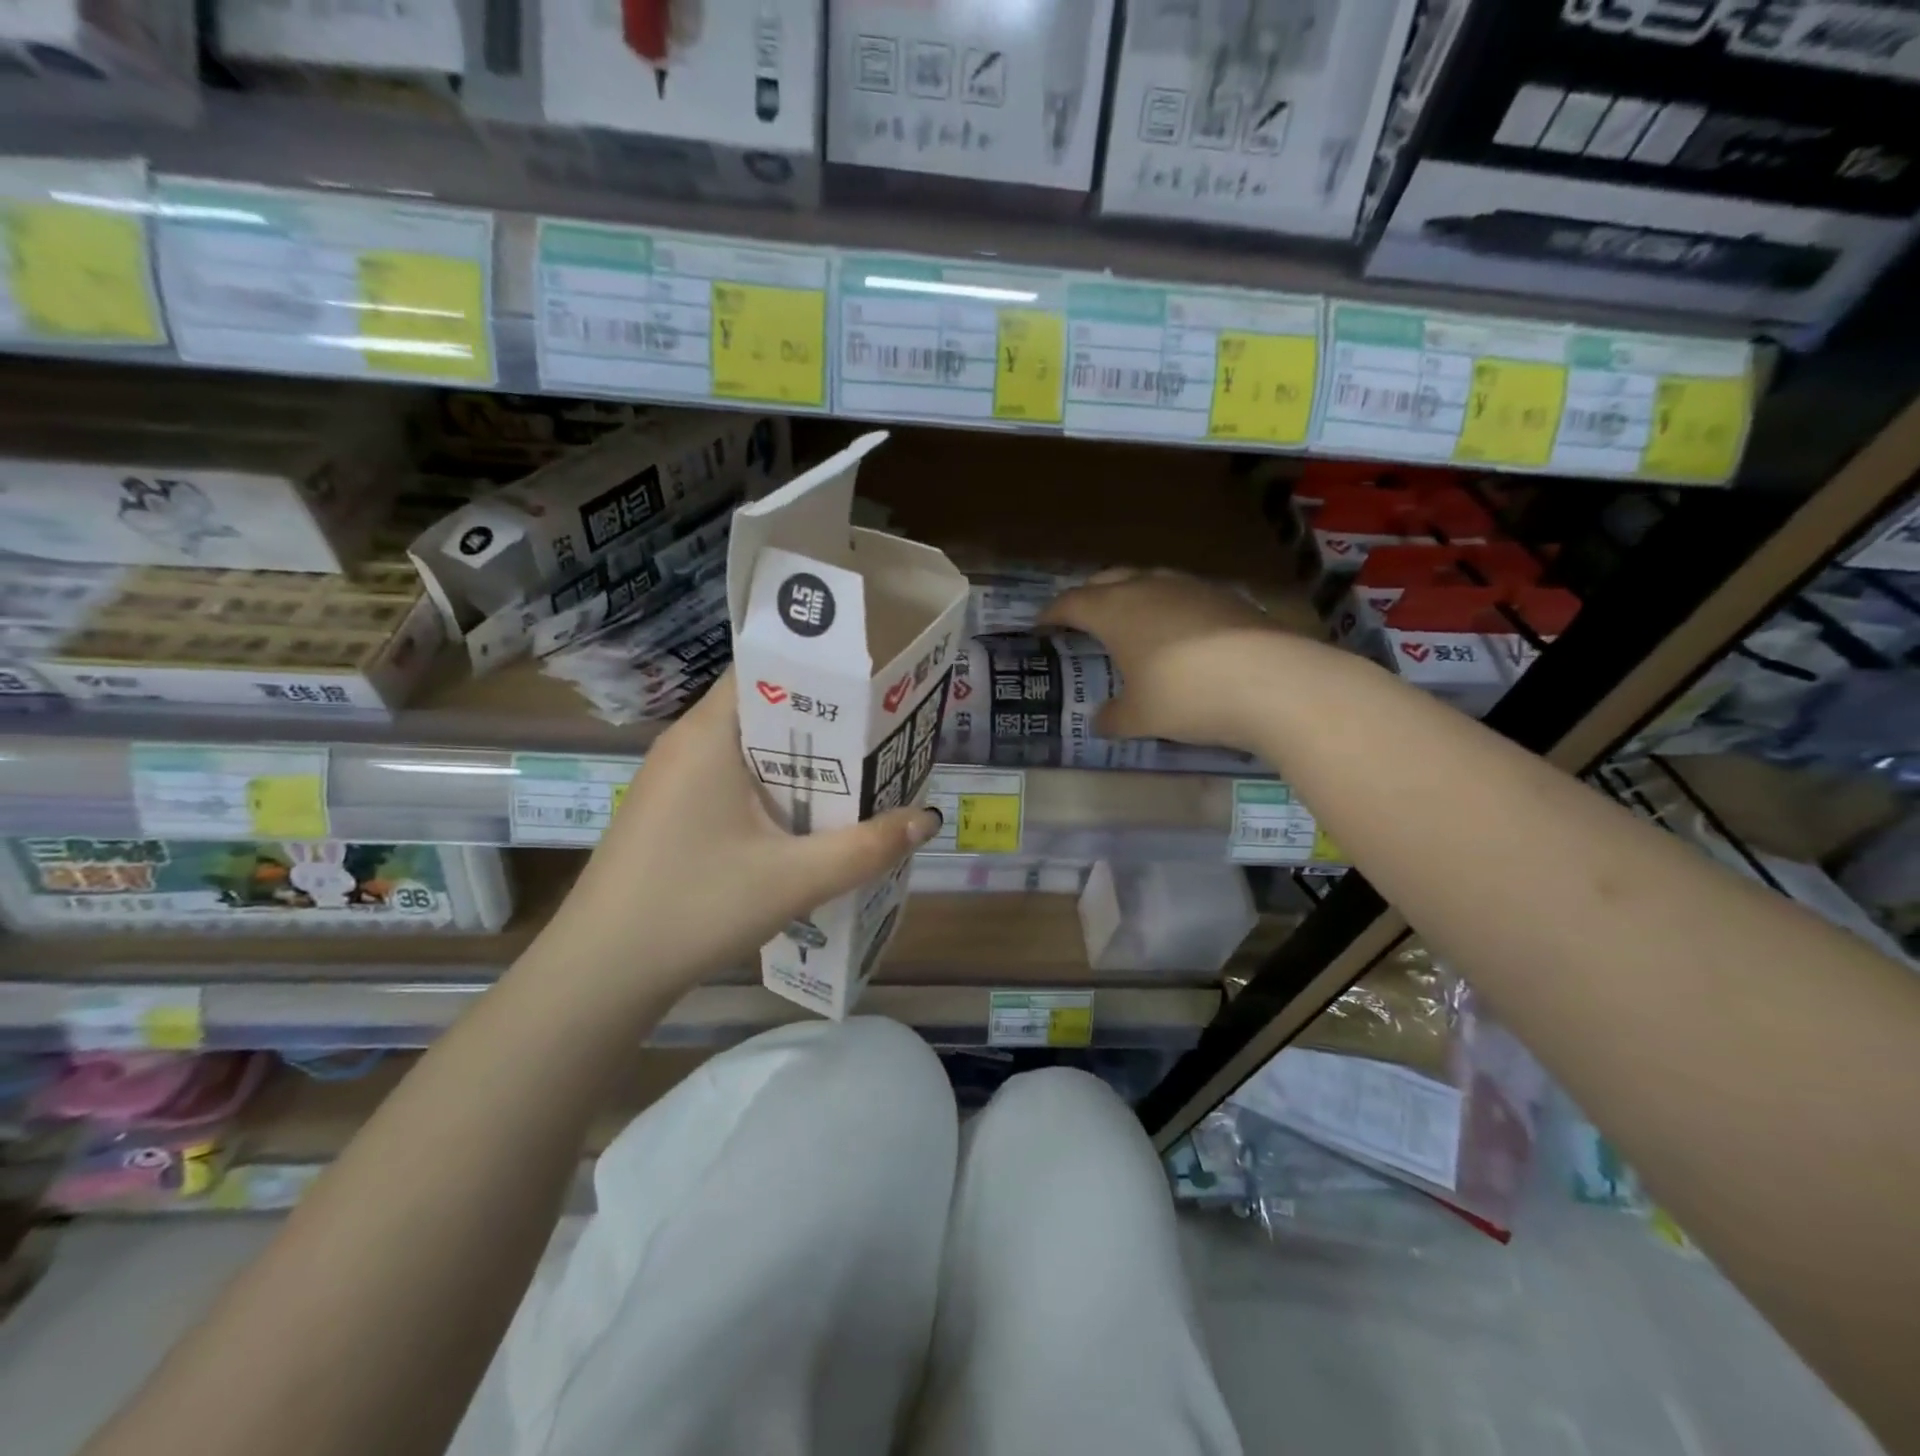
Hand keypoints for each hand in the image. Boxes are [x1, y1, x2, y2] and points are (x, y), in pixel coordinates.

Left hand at [538, 669, 941, 998]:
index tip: (872, 686)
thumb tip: (927, 820)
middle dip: (824, 724)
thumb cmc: (695, 907)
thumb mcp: (794, 879)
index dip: (822, 670)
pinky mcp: (670, 812)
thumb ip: (867, 848)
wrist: (600, 975)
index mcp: (709, 734)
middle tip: (882, 735)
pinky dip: (773, 790)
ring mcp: (673, 779)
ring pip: (751, 751)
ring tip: (858, 776)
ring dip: (801, 763)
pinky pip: (732, 781)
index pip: (767, 667)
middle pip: (766, 709)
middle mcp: (687, 743)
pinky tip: (805, 822)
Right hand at [1039, 568, 1289, 752]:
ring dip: (1131, 596)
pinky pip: (1182, 595)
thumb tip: (1100, 721)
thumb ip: (1114, 718)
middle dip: (1089, 596)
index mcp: (1115, 611)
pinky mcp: (1226, 597)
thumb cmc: (1185, 696)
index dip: (1052, 613)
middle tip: (1082, 618)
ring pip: (1148, 581)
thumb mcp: (1140, 717)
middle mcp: (1148, 588)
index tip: (1041, 625)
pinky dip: (1168, 609)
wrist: (1271, 681)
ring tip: (1130, 622)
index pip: (1071, 602)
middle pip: (1107, 579)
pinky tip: (1178, 634)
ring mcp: (1190, 588)